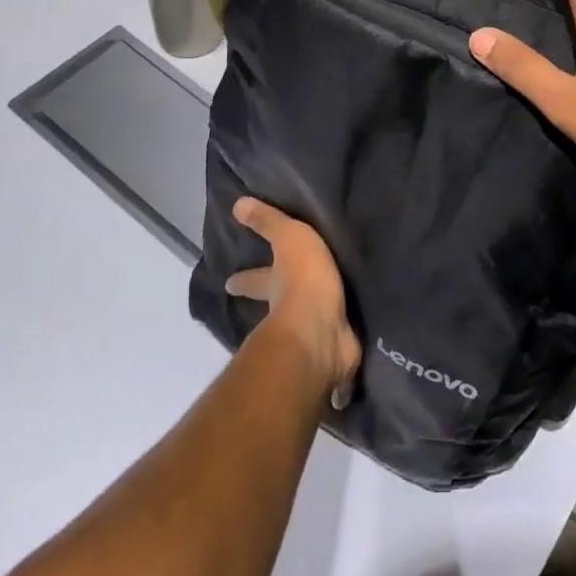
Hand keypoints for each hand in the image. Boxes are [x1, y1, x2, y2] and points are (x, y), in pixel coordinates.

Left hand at [225, 198, 361, 409]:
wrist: (320, 331)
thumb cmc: (302, 280)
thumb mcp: (287, 238)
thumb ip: (267, 222)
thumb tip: (237, 204)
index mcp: (276, 287)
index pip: (255, 280)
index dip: (244, 279)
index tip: (229, 283)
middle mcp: (287, 315)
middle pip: (277, 309)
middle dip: (274, 309)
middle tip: (274, 309)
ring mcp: (310, 339)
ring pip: (306, 334)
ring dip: (310, 335)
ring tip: (320, 333)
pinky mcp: (335, 357)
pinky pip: (338, 359)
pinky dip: (339, 368)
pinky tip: (346, 371)